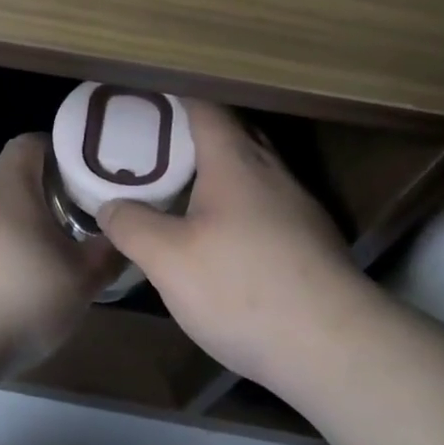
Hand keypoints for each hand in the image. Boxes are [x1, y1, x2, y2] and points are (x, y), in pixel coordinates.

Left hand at [0, 133, 117, 374]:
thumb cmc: (15, 299)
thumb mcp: (79, 282)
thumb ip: (107, 254)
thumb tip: (124, 236)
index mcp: (8, 184)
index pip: (32, 143)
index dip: (58, 154)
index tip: (79, 181)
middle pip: (7, 181)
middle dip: (34, 201)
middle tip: (61, 232)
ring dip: (3, 233)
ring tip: (24, 271)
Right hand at [99, 101, 366, 389]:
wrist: (334, 348)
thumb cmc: (242, 288)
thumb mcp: (168, 260)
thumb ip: (133, 226)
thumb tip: (110, 206)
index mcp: (236, 162)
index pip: (206, 107)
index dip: (176, 97)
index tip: (147, 97)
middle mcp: (272, 173)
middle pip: (234, 134)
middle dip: (197, 133)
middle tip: (156, 144)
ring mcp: (299, 208)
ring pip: (254, 173)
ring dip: (220, 172)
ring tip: (183, 189)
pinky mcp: (312, 243)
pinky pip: (268, 206)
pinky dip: (240, 206)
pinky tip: (224, 239)